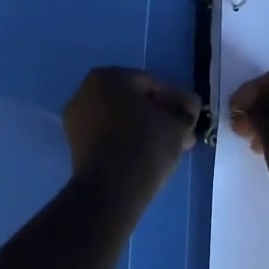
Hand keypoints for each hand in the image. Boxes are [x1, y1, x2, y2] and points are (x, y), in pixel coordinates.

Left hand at [63, 67, 200, 202]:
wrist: (110, 191)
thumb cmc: (145, 145)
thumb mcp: (176, 125)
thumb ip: (185, 114)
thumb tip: (188, 113)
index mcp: (108, 76)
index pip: (151, 85)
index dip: (176, 101)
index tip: (192, 116)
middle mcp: (87, 91)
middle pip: (134, 101)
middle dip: (160, 115)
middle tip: (183, 131)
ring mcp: (77, 120)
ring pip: (122, 120)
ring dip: (146, 129)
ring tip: (170, 146)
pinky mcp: (75, 146)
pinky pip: (109, 136)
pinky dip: (128, 141)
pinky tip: (149, 155)